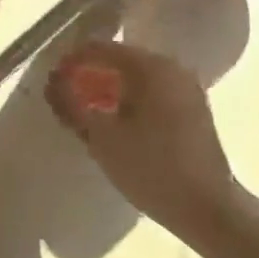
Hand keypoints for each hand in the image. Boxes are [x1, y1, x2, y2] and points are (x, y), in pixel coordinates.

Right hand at [45, 40, 238, 234]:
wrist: (207, 209)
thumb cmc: (150, 168)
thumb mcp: (101, 137)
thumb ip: (71, 105)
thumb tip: (53, 83)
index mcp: (151, 67)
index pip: (100, 49)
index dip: (71, 62)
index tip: (51, 83)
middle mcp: (172, 68)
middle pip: (120, 60)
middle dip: (89, 77)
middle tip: (66, 100)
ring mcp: (187, 89)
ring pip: (136, 79)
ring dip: (108, 91)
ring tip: (87, 115)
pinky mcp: (193, 110)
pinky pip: (152, 94)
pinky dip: (129, 102)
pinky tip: (116, 125)